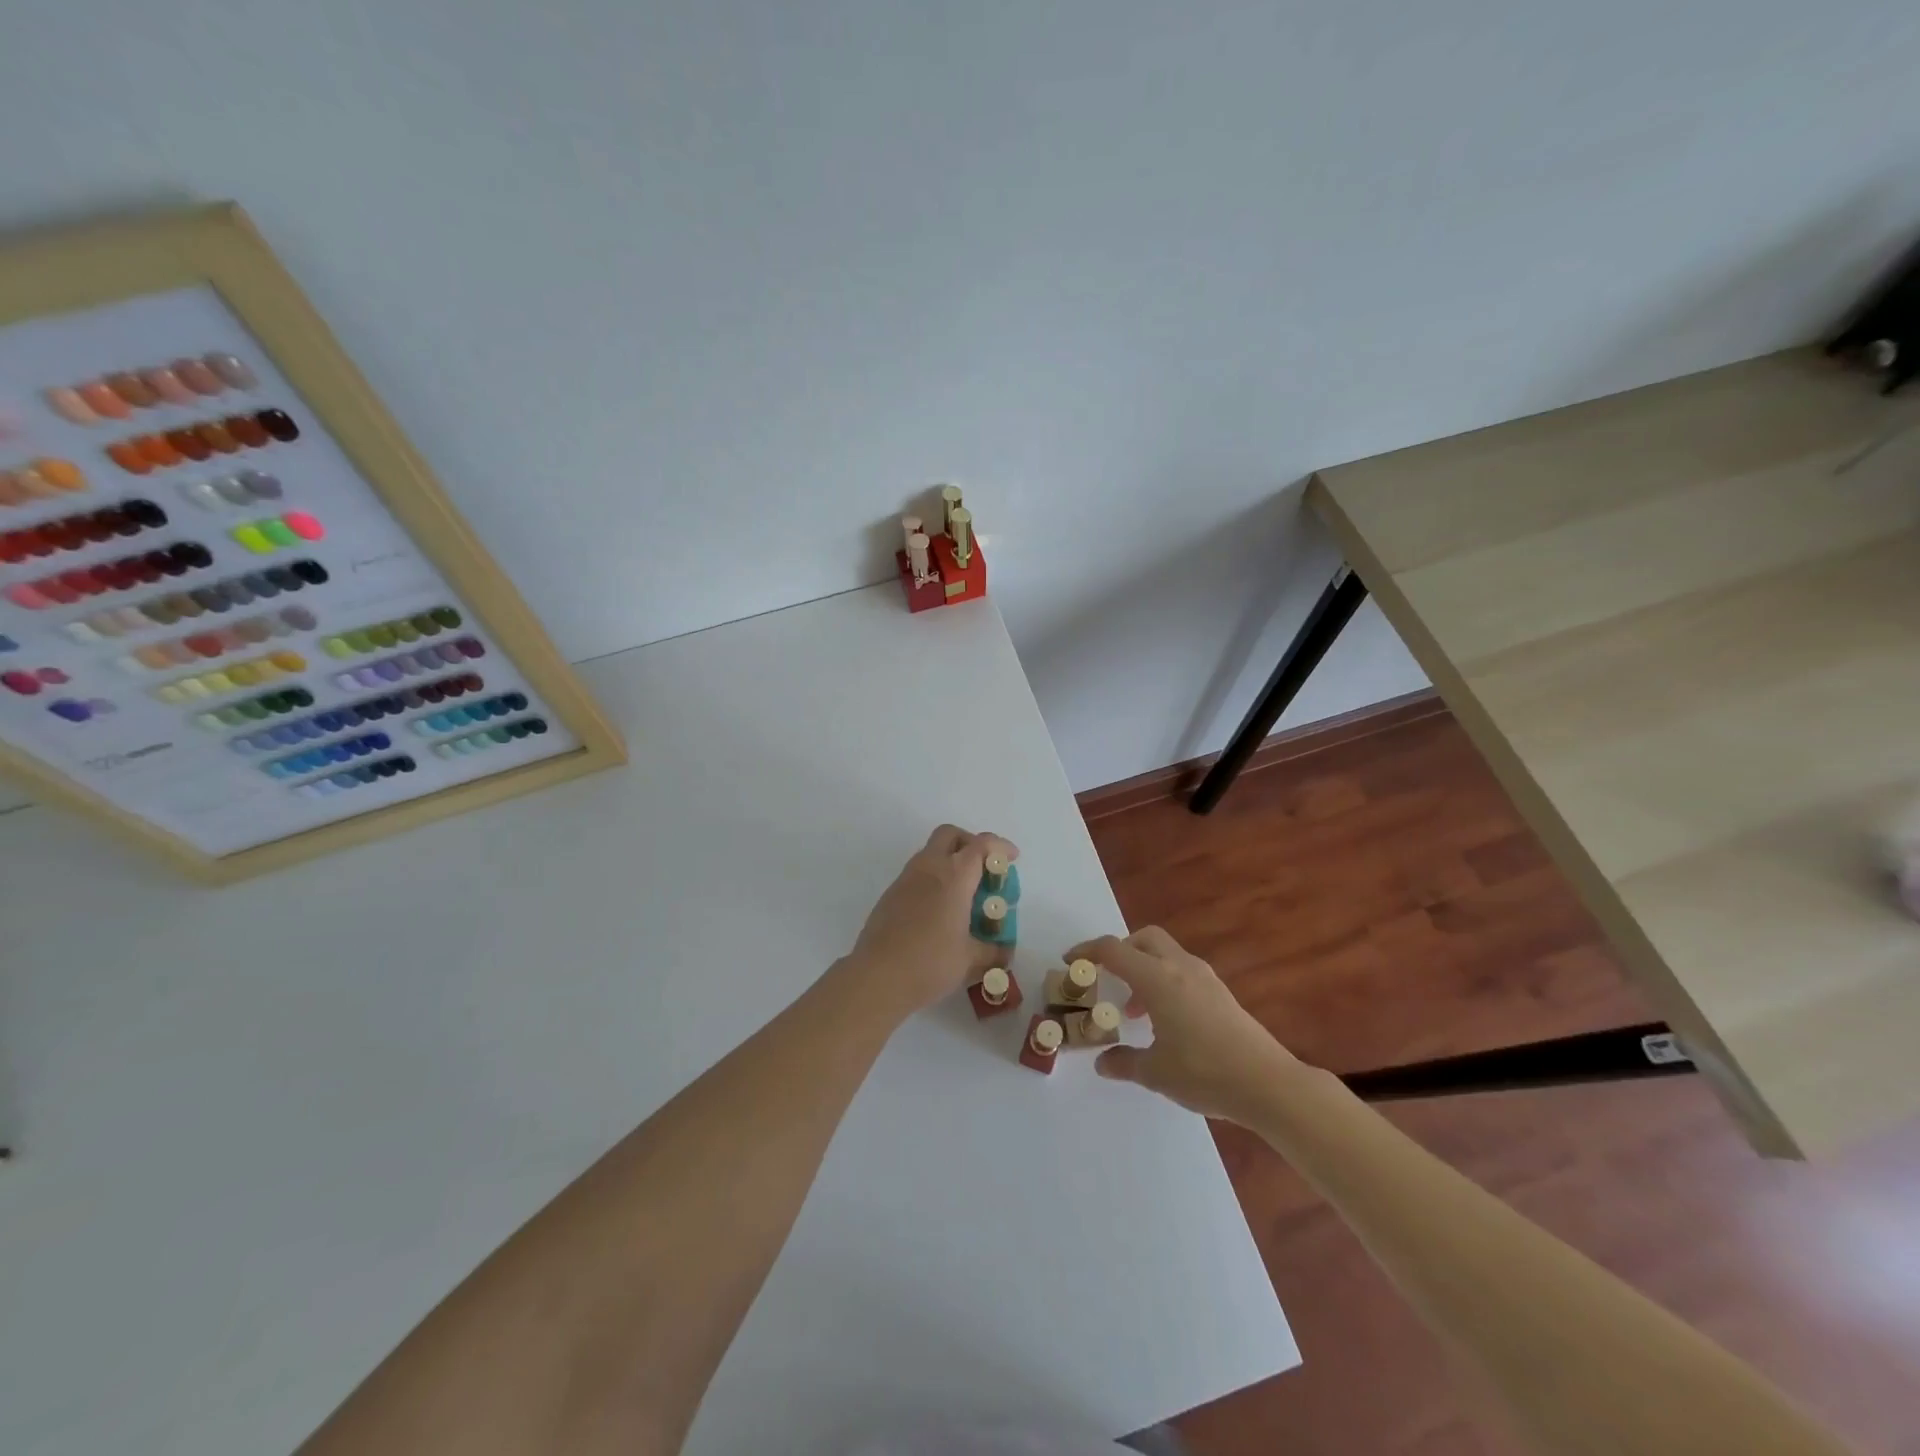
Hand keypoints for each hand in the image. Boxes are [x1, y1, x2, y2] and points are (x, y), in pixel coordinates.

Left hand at [844, 825, 1016, 1017]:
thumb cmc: (930, 962)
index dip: (1000, 846)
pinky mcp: (890, 894)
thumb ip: (993, 952)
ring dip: (949, 861)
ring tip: (963, 893)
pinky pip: (916, 874)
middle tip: (984, 867)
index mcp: (954, 876)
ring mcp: (905, 879)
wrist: (877, 976)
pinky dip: (932, 880)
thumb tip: (1005, 953)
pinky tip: (939, 911)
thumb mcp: (970, 960)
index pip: (981, 845)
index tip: (1012, 858)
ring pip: (930, 852)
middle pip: (950, 835)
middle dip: (970, 843)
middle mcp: (929, 868)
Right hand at [1065, 926, 1295, 1123]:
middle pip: (1143, 938)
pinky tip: (1166, 1020)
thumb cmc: (1205, 1073)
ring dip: (1144, 969)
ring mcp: (1205, 978)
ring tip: (1136, 1010)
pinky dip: (1165, 981)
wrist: (1269, 1084)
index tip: (1070, 961)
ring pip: (1166, 953)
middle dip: (1121, 950)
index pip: (1113, 950)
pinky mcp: (1221, 993)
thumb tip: (1103, 1063)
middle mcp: (1180, 968)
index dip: (1087, 951)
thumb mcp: (1156, 1073)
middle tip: (1108, 979)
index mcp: (1157, 979)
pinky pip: (1183, 971)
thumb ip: (1124, 1063)